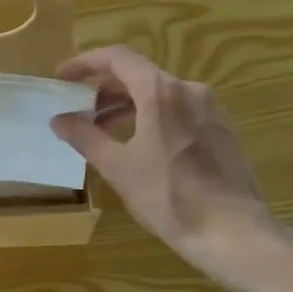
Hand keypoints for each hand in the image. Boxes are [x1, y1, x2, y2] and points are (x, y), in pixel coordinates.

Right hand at [50, 46, 271, 267]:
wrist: (234, 233)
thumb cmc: (169, 196)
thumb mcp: (118, 167)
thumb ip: (85, 137)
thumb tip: (58, 119)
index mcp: (161, 92)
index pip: (117, 58)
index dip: (85, 63)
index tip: (63, 78)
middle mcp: (189, 90)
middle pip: (139, 75)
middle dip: (104, 89)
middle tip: (79, 109)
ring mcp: (210, 109)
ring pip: (160, 94)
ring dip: (127, 105)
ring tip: (104, 130)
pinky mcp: (222, 129)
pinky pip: (179, 110)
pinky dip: (152, 116)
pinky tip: (140, 145)